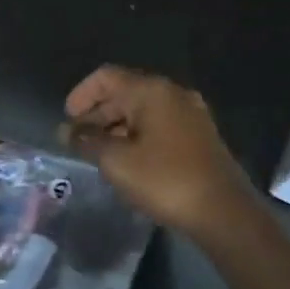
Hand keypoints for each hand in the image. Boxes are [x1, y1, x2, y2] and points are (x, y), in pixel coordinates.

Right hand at [63, 66, 253, 234]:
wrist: (223, 211)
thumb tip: (67, 131)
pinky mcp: (199, 136)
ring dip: (116, 127)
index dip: (81, 94)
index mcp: (152, 91)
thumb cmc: (165, 180)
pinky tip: (127, 160)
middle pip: (125, 92)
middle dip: (97, 114)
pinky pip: (159, 125)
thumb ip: (87, 142)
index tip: (66, 120)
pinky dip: (137, 136)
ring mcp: (190, 114)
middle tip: (77, 141)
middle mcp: (173, 94)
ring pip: (143, 111)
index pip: (106, 77)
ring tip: (97, 154)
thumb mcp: (117, 162)